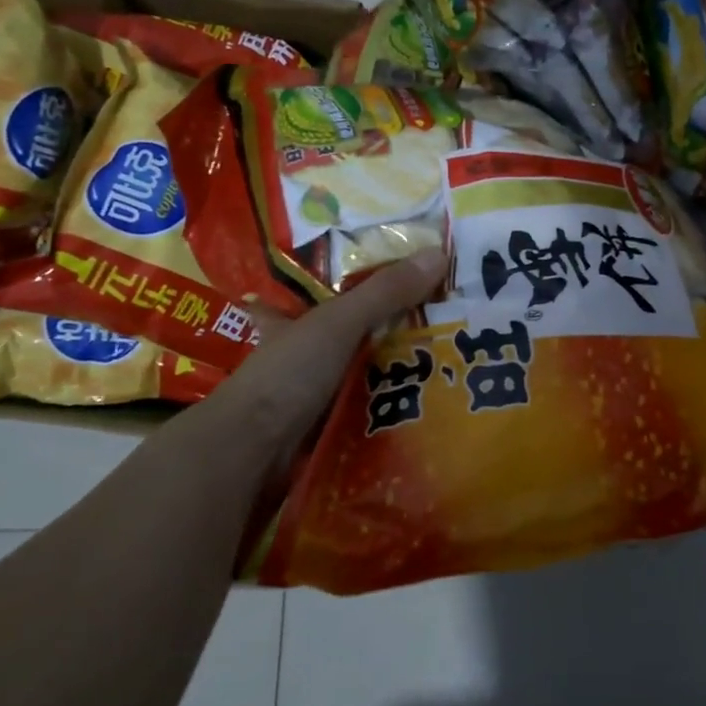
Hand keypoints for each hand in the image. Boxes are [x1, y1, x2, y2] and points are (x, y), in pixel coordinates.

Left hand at [202, 248, 446, 447]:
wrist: (253, 452)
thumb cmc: (288, 374)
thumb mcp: (340, 323)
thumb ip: (386, 292)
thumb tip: (440, 252)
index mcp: (294, 323)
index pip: (327, 294)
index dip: (355, 287)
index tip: (398, 281)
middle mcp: (303, 358)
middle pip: (355, 338)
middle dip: (394, 333)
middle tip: (446, 324)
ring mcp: (316, 397)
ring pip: (367, 377)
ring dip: (400, 375)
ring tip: (452, 364)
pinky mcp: (330, 430)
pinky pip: (372, 413)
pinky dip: (395, 409)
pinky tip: (430, 406)